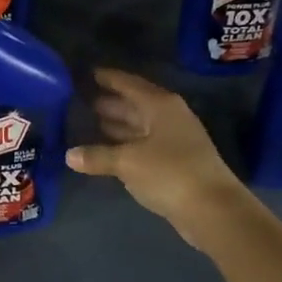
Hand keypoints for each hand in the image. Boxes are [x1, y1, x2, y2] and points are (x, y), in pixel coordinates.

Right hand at [66, 69, 249, 247]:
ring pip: (140, 126)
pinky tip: (109, 151)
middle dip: (111, 103)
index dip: (109, 78)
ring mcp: (175, 140)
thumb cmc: (169, 173)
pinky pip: (144, 146)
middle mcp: (169, 117)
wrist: (212, 208)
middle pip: (135, 104)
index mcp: (160, 105)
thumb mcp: (127, 162)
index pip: (129, 84)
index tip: (89, 73)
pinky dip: (126, 145)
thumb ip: (97, 156)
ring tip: (91, 123)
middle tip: (83, 101)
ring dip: (118, 125)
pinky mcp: (175, 163)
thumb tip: (69, 155)